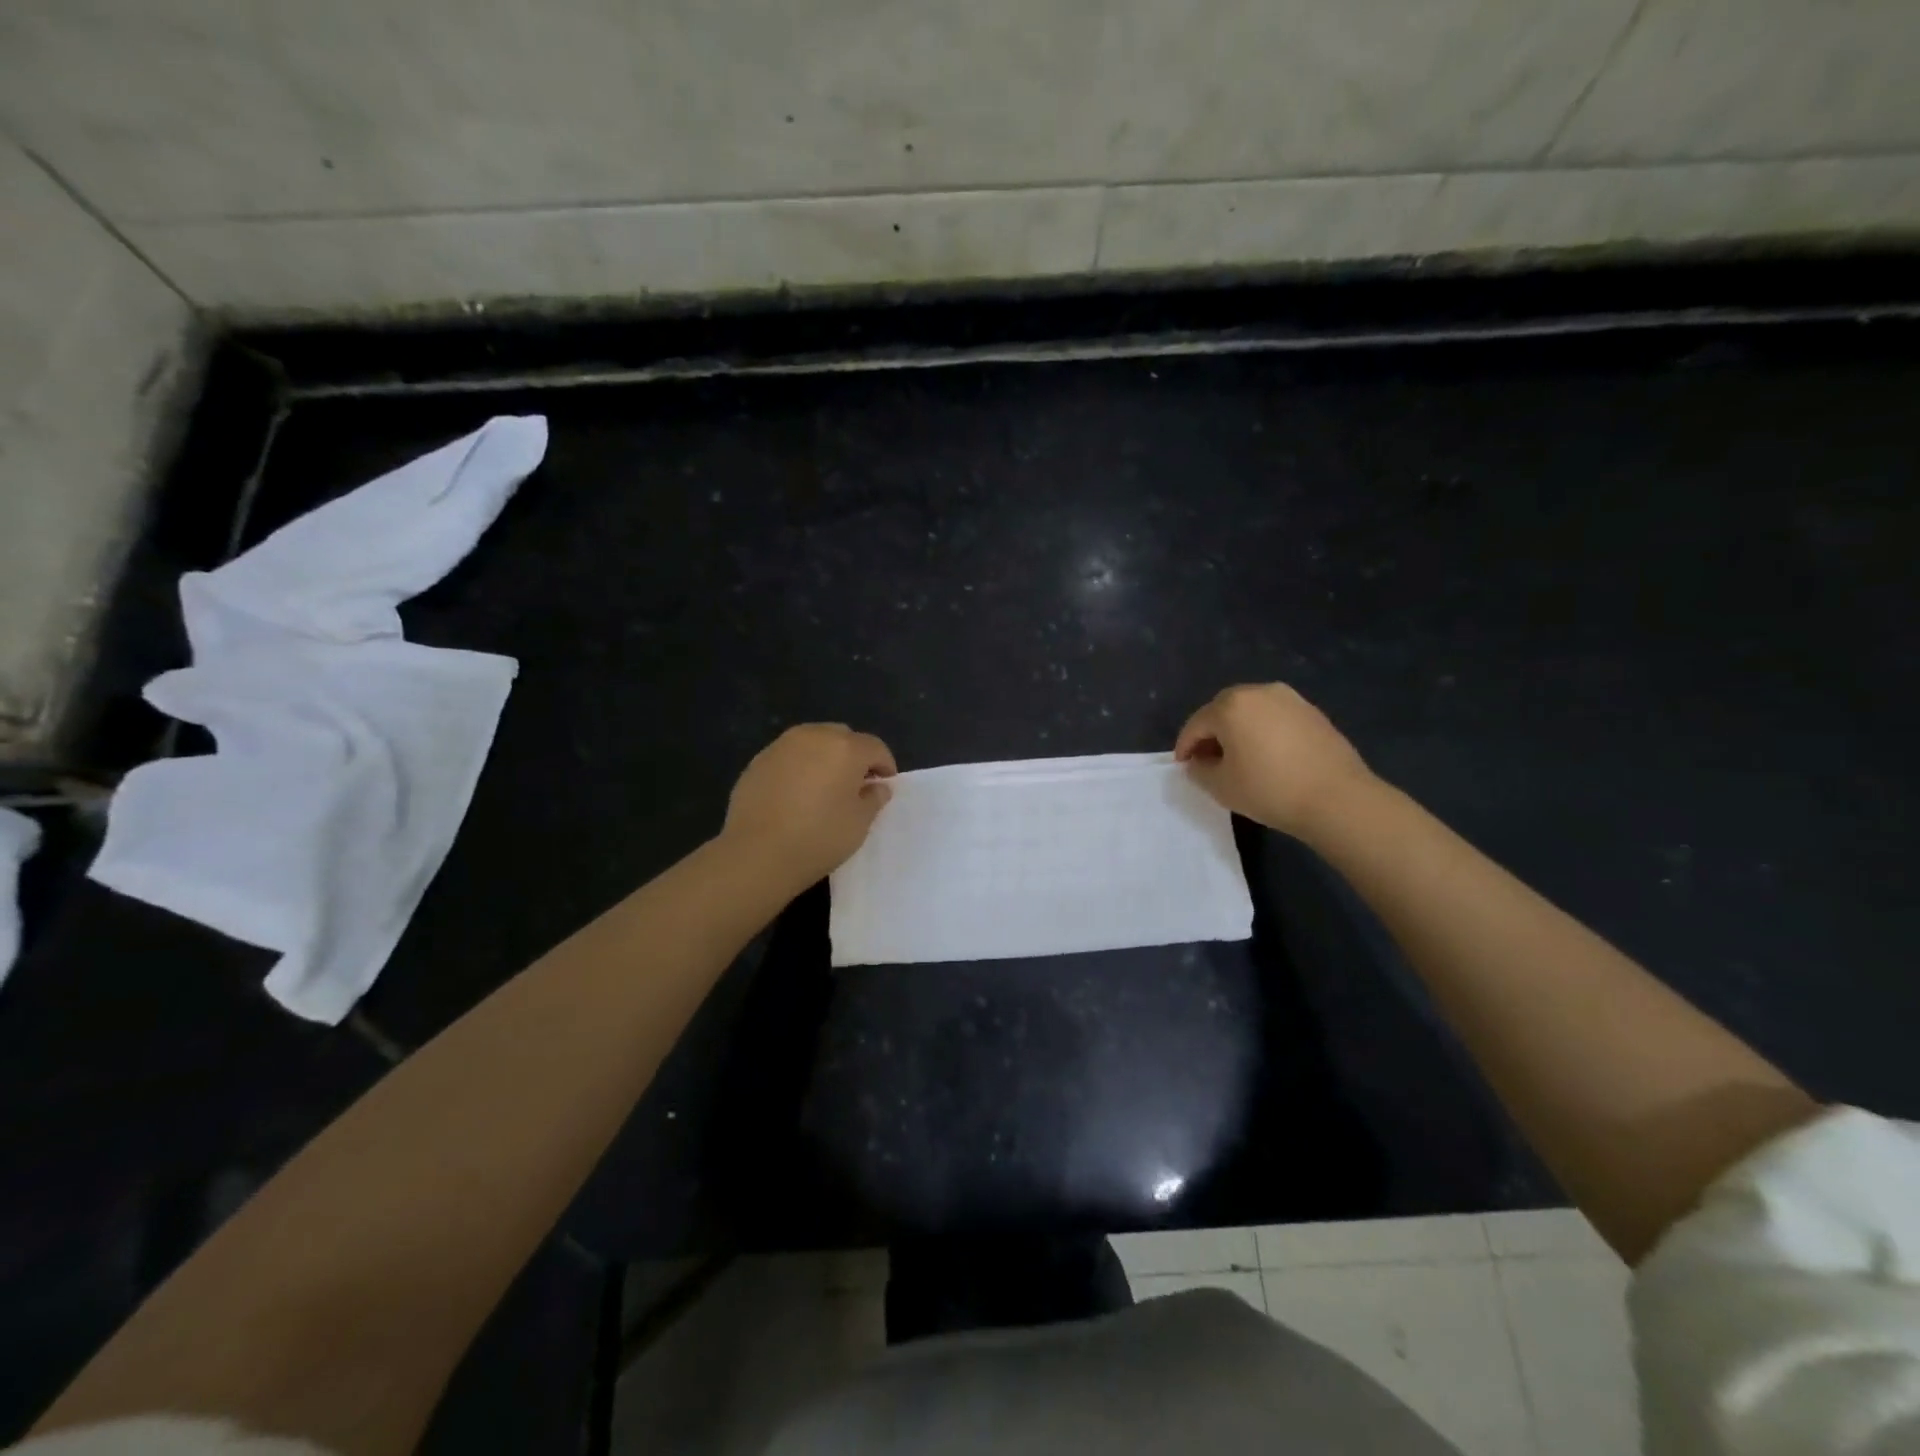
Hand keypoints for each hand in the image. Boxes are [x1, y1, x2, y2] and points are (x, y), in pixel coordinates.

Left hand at [722, 724, 896, 888]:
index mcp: (846, 748)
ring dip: (825, 758)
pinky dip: (799, 767)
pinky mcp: (758, 761)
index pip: (875, 747)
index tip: (884, 786)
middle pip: (843, 737)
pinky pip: (789, 756)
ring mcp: (781, 746)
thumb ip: (873, 798)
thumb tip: (877, 786)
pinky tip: (795, 795)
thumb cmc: (818, 838)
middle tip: (854, 785)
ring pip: (813, 742)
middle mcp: (814, 736)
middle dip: (854, 756)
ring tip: (823, 788)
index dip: (885, 766)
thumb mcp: (859, 823)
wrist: (756, 854)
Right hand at [1174, 683, 1373, 839]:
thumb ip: (1200, 770)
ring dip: (1239, 730)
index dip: (1185, 747)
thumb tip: (1198, 763)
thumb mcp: (1221, 787)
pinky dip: (1264, 732)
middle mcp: (1259, 692)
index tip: (1183, 766)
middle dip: (1211, 733)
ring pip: (1251, 712)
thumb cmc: (1270, 789)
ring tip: (1239, 758)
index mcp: (1231, 706)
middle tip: (1208, 760)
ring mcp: (1290, 699)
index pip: (1197, 724)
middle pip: (1223, 710)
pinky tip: (1268, 756)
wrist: (1338, 798)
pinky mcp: (1312, 712)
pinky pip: (1275, 718)